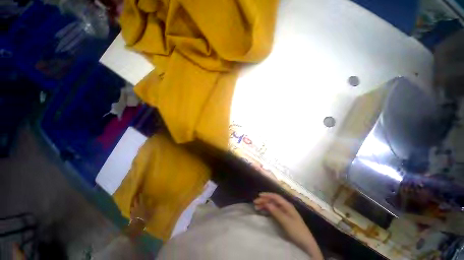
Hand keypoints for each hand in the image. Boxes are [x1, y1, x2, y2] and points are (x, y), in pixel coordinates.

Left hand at [126, 195, 152, 239]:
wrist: (138, 225)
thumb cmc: (146, 217)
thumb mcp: (151, 211)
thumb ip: (152, 205)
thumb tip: (154, 200)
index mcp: (142, 204)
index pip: (141, 198)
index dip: (141, 195)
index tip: (141, 192)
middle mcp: (136, 206)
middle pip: (135, 201)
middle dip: (136, 198)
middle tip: (136, 195)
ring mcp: (133, 211)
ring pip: (132, 205)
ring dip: (133, 204)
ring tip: (133, 202)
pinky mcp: (131, 215)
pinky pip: (131, 211)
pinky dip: (131, 209)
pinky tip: (132, 209)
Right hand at [254, 192, 323, 259]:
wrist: (306, 244)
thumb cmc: (297, 231)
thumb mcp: (286, 222)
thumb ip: (276, 212)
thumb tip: (266, 203)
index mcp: (287, 205)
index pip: (275, 197)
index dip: (267, 195)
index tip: (258, 196)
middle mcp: (285, 207)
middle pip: (273, 200)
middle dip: (264, 200)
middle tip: (255, 203)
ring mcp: (285, 212)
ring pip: (273, 205)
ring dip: (265, 205)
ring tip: (257, 207)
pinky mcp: (284, 218)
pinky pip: (274, 211)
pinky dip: (268, 210)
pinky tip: (263, 211)